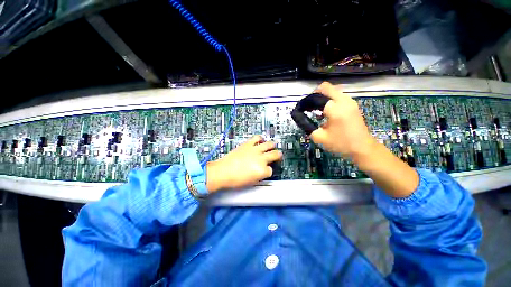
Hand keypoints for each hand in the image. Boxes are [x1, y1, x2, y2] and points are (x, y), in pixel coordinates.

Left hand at [206, 135, 282, 192]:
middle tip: (278, 155)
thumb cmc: (235, 180)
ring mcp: (255, 150)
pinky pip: (257, 138)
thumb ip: (260, 175)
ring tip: (271, 146)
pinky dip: (260, 138)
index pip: (271, 170)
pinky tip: (260, 140)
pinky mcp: (248, 144)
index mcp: (262, 170)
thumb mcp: (251, 182)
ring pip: (269, 144)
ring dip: (272, 145)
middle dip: (278, 156)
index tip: (265, 171)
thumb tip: (263, 171)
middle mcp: (261, 159)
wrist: (222, 172)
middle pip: (275, 154)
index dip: (268, 171)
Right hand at [311, 82, 417, 197]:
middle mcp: (344, 101)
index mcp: (335, 109)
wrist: (363, 149)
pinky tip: (325, 112)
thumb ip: (307, 126)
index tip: (301, 109)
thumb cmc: (340, 144)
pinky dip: (329, 100)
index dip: (306, 102)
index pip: (316, 97)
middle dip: (314, 95)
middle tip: (308, 107)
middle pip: (326, 87)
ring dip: (322, 97)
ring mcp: (350, 101)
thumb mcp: (319, 137)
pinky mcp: (352, 105)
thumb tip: (300, 118)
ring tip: (316, 110)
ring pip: (332, 90)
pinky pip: (338, 95)